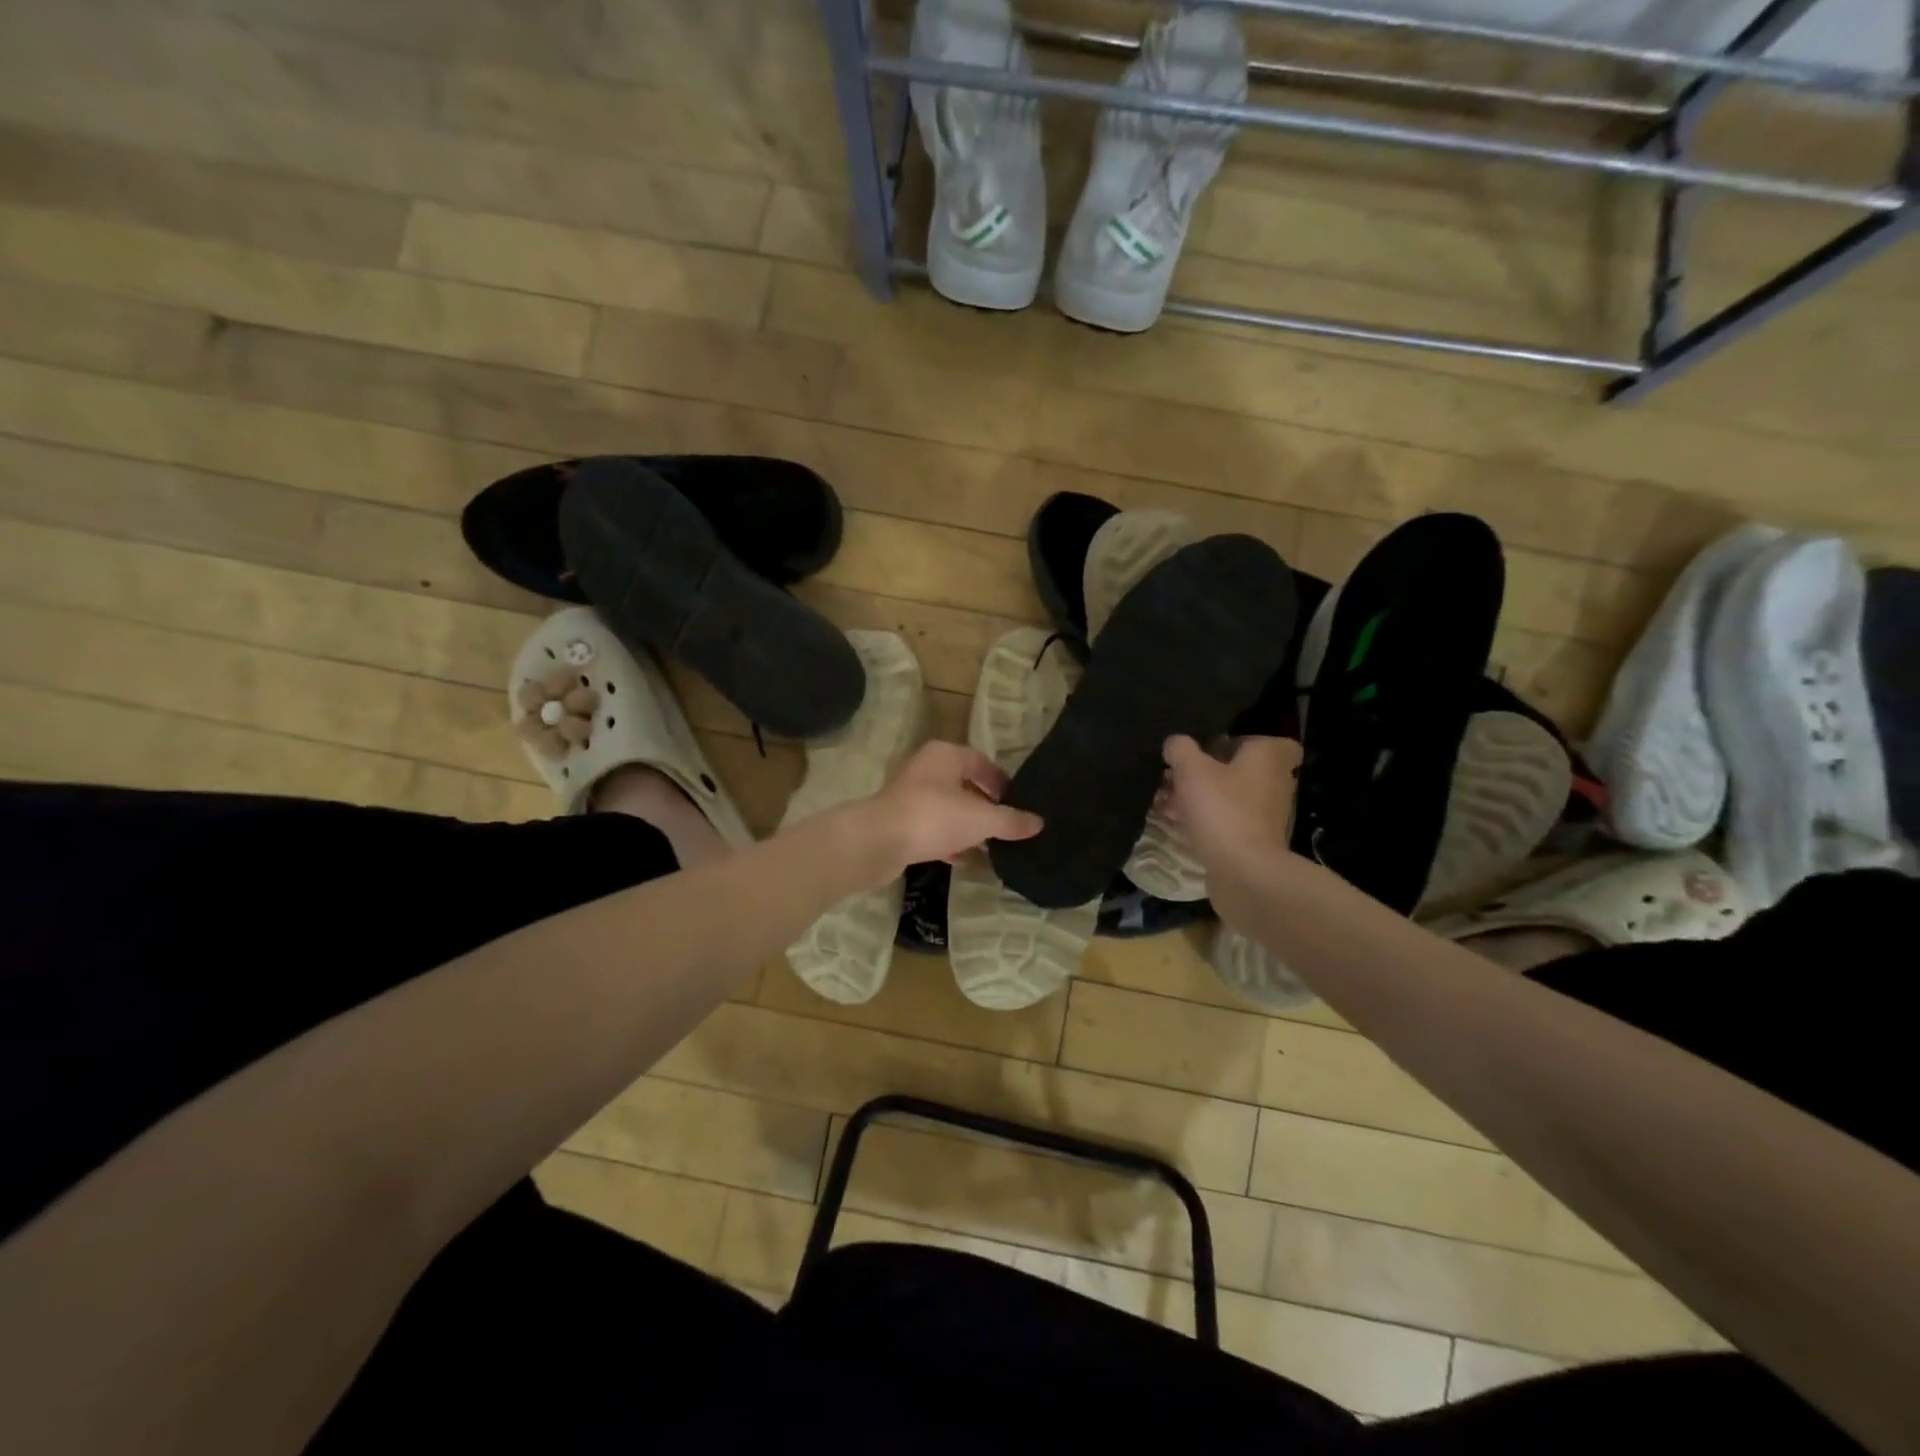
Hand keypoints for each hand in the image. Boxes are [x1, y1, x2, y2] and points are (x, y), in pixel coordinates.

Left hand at [862, 741, 1042, 871]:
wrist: (877, 841)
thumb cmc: (933, 816)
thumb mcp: (981, 818)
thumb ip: (1010, 821)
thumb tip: (1039, 823)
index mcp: (945, 755)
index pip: (980, 761)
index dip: (1001, 781)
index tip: (1017, 802)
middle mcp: (925, 769)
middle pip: (963, 785)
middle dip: (985, 806)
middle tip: (1006, 825)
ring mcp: (908, 796)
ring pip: (947, 808)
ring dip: (966, 825)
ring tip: (990, 846)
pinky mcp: (898, 822)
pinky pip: (931, 828)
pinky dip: (948, 840)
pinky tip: (963, 858)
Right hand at [1162, 735, 1299, 872]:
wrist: (1244, 872)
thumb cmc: (1222, 810)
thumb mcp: (1191, 770)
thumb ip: (1181, 749)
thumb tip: (1175, 743)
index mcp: (1268, 758)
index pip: (1268, 740)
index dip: (1242, 741)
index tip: (1215, 747)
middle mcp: (1275, 782)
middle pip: (1243, 769)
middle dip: (1212, 771)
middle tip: (1182, 774)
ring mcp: (1267, 815)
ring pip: (1233, 796)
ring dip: (1204, 797)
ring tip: (1169, 800)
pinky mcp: (1255, 841)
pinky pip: (1228, 820)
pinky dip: (1207, 820)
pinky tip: (1177, 824)